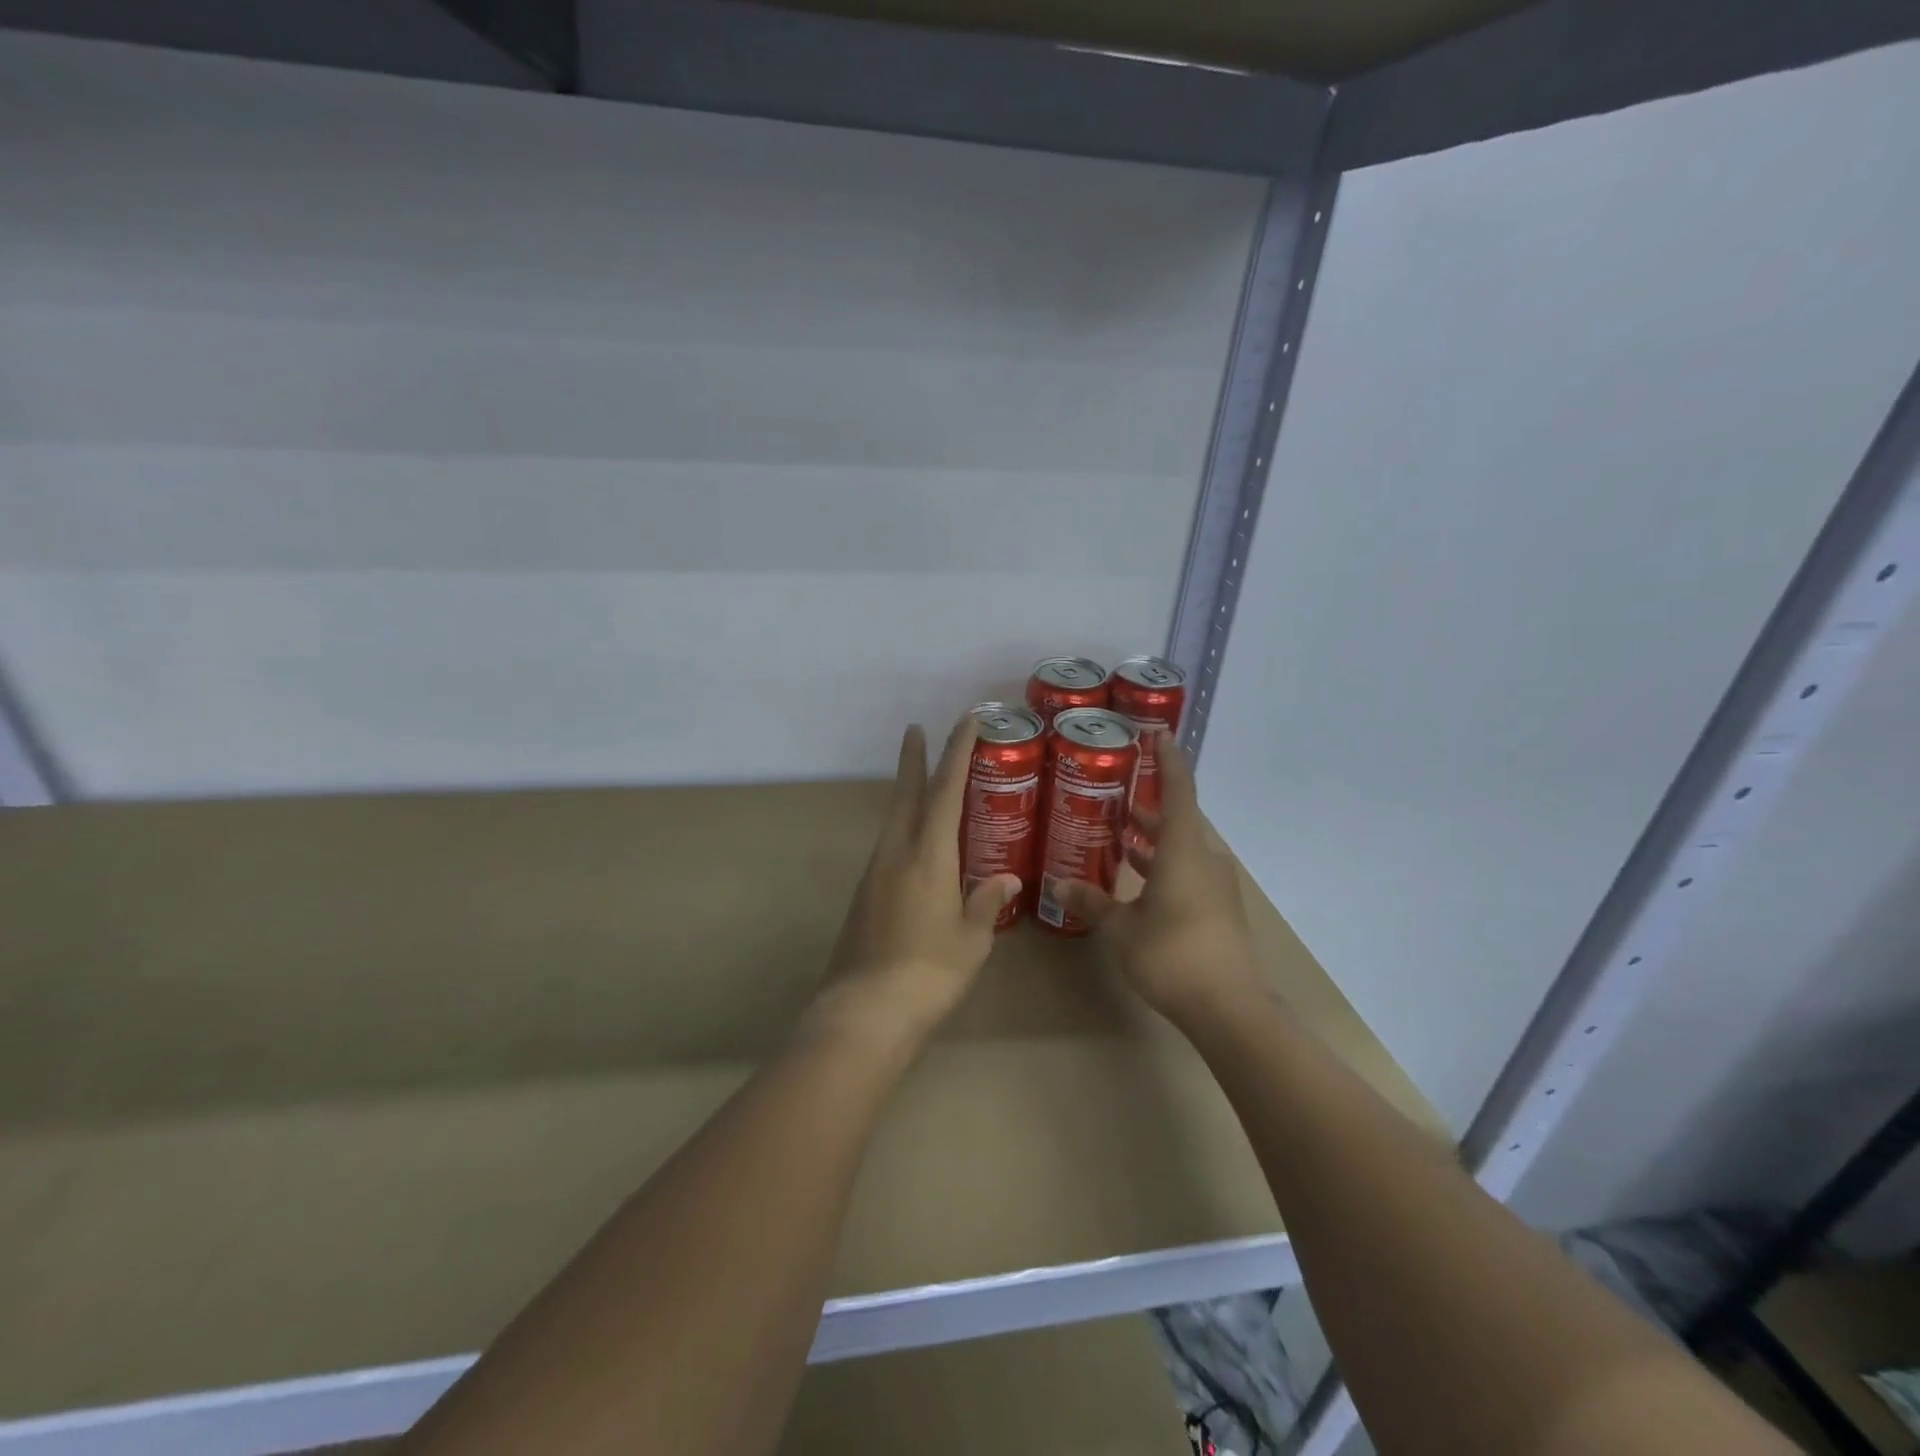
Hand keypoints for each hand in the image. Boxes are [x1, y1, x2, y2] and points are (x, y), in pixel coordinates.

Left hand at [811, 718, 1020, 1046]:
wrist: (864, 1012)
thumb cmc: (929, 972)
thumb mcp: (971, 939)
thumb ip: (987, 902)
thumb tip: (1007, 878)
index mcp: (928, 855)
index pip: (946, 791)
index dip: (957, 752)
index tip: (965, 721)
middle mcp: (896, 853)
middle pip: (906, 794)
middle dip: (913, 759)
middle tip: (915, 729)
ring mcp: (875, 874)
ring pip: (893, 819)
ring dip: (907, 793)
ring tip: (921, 781)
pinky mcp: (864, 896)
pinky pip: (888, 846)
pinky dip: (903, 828)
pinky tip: (914, 845)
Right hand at [1060, 730, 1265, 1027]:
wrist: (1230, 1009)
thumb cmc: (1172, 956)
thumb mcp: (1122, 929)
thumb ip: (1091, 902)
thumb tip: (1057, 885)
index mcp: (1184, 850)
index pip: (1179, 789)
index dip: (1168, 759)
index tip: (1156, 733)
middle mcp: (1205, 858)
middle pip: (1179, 818)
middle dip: (1149, 804)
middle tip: (1115, 791)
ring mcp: (1216, 885)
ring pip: (1183, 847)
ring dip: (1154, 838)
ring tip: (1119, 832)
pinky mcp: (1218, 908)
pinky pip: (1188, 870)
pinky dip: (1164, 864)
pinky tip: (1137, 878)